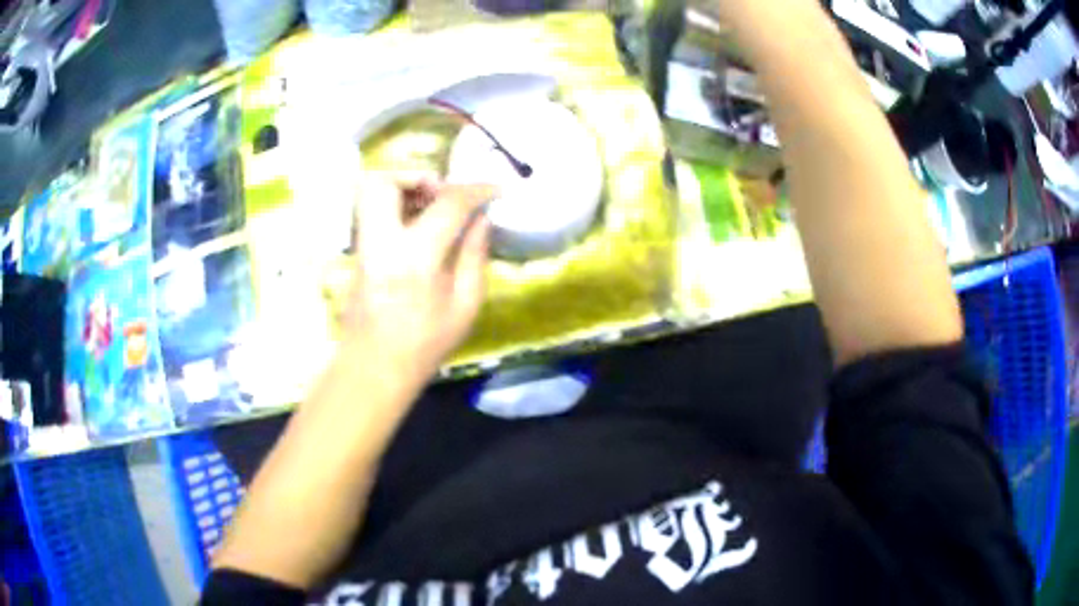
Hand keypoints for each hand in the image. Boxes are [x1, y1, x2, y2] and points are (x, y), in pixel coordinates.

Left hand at [343, 172, 495, 376]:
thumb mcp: (465, 306)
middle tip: (443, 193)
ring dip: (404, 188)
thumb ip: (475, 256)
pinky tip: (417, 225)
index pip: (447, 205)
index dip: (475, 190)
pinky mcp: (357, 251)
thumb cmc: (424, 344)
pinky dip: (396, 205)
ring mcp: (363, 245)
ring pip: (371, 192)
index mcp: (416, 259)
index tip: (494, 189)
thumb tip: (481, 219)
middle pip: (384, 182)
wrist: (374, 367)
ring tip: (431, 207)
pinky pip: (374, 211)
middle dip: (418, 176)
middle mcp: (382, 243)